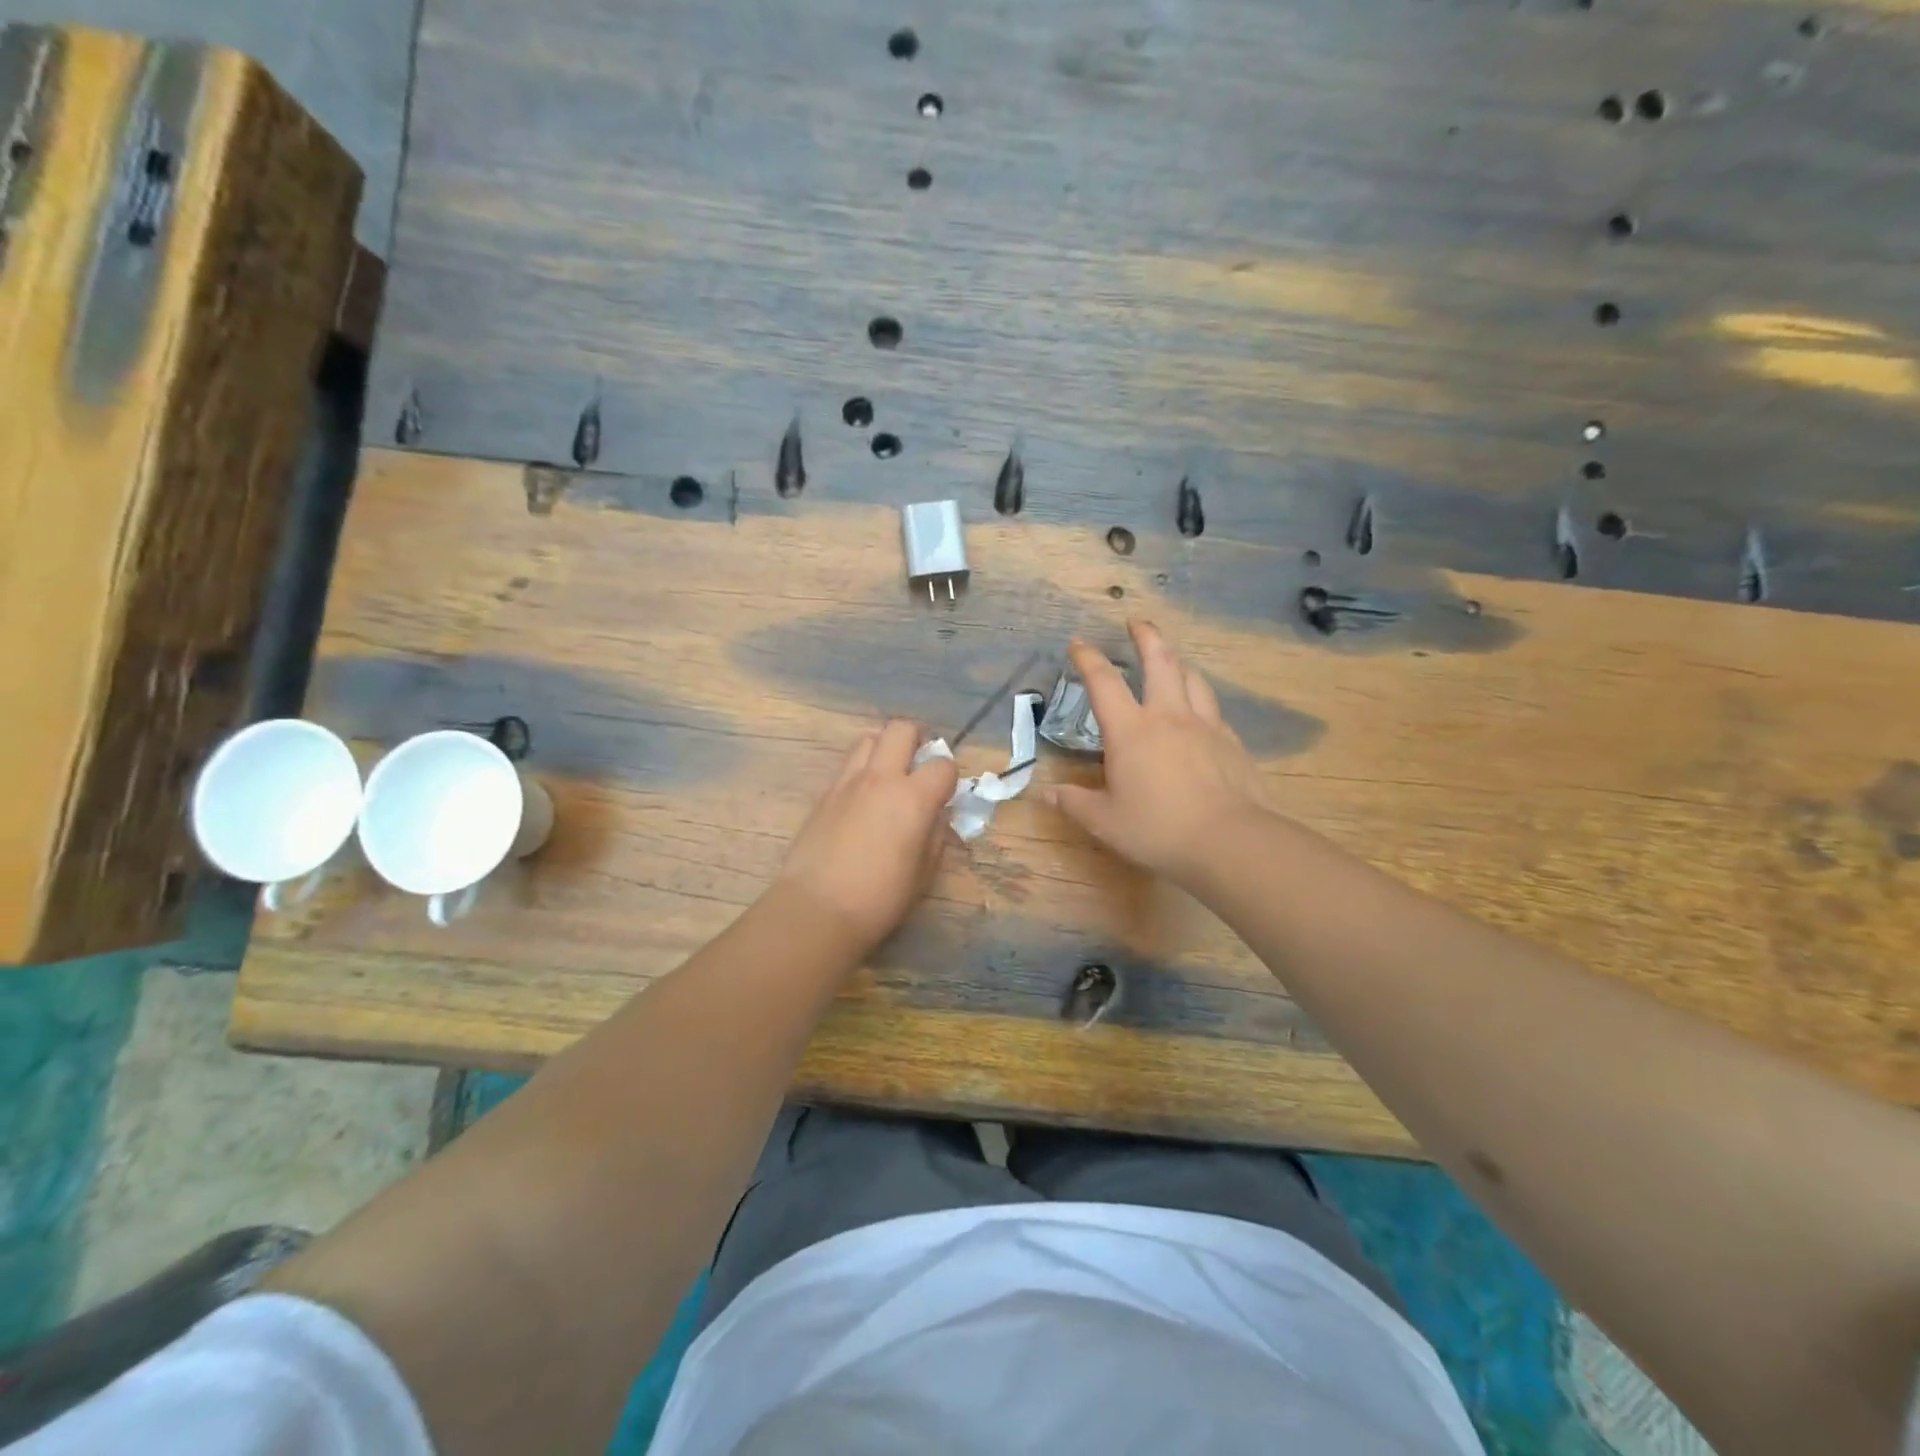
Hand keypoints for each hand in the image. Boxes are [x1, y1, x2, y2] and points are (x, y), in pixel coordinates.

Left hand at [776, 720, 959, 951]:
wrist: (817, 909)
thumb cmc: (880, 898)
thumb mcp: (924, 873)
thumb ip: (935, 835)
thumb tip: (936, 815)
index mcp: (912, 798)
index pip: (942, 765)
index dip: (949, 776)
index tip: (946, 793)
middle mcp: (880, 779)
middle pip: (901, 729)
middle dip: (917, 736)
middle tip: (921, 758)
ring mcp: (847, 783)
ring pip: (868, 739)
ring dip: (884, 747)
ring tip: (889, 772)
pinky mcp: (823, 795)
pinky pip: (847, 766)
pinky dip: (861, 770)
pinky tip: (863, 798)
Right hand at [1049, 621, 1270, 886]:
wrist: (1229, 841)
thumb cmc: (1157, 829)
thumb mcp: (1105, 822)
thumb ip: (1075, 803)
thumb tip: (1047, 794)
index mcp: (1131, 731)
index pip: (1104, 682)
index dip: (1088, 658)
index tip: (1078, 643)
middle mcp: (1168, 716)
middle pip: (1159, 661)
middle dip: (1146, 636)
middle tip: (1136, 622)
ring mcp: (1205, 726)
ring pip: (1193, 679)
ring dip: (1178, 663)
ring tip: (1171, 662)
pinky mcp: (1232, 743)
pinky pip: (1214, 710)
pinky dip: (1201, 701)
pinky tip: (1200, 715)